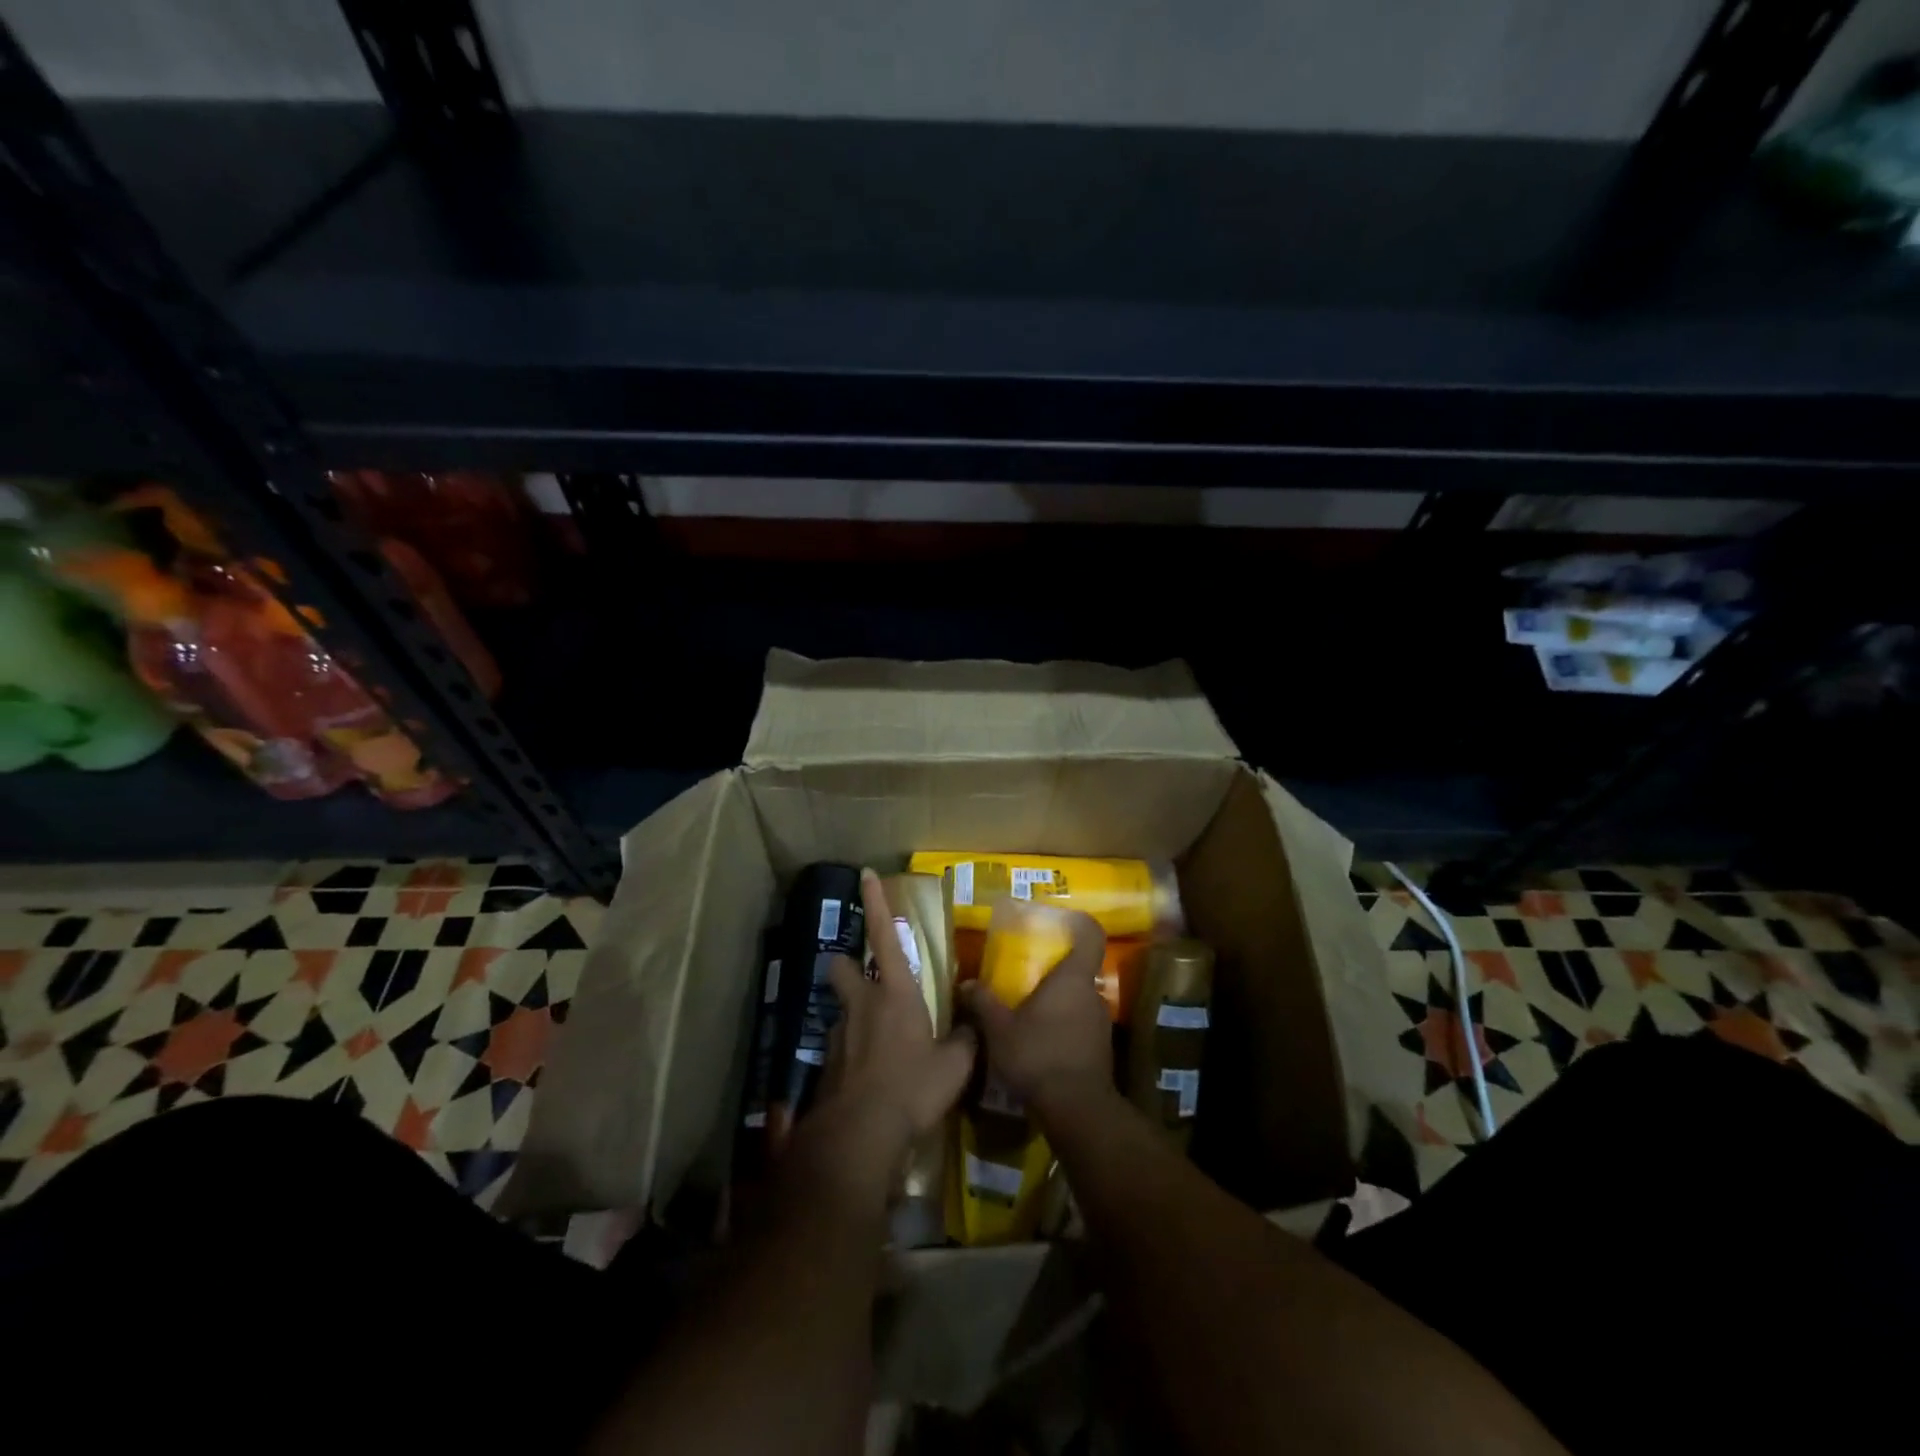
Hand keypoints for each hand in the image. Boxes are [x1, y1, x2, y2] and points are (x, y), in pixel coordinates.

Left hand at [798, 870, 977, 1198]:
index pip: (883, 935)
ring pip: (841, 1008)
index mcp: (895, 993)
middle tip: (863, 976)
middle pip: (841, 966)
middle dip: (846, 963)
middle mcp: (862, 1004)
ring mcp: (839, 1034)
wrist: (859, 1136)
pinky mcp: (826, 1066)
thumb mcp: (955, 1065)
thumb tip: (974, 1023)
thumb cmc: (912, 1087)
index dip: (875, 902)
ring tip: (877, 1040)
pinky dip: (852, 1054)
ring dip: (854, 1014)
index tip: (865, 874)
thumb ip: (965, 1039)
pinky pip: (840, 1047)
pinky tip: (868, 1078)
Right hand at [960, 909, 1114, 1117]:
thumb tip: (965, 984)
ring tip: (1028, 1014)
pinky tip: (1039, 1045)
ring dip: (1057, 1004)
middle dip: (1054, 972)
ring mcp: (1100, 1023)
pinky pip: (1080, 1026)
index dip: (1079, 923)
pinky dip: (1062, 1029)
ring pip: (1078, 1000)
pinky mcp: (1100, 1050)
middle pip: (1079, 970)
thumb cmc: (1038, 1055)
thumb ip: (982, 1002)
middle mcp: (1092, 994)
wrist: (1077, 1110)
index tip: (1060, 922)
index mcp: (1072, 979)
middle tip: (1026, 976)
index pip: (1090, 935)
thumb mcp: (999, 1029)